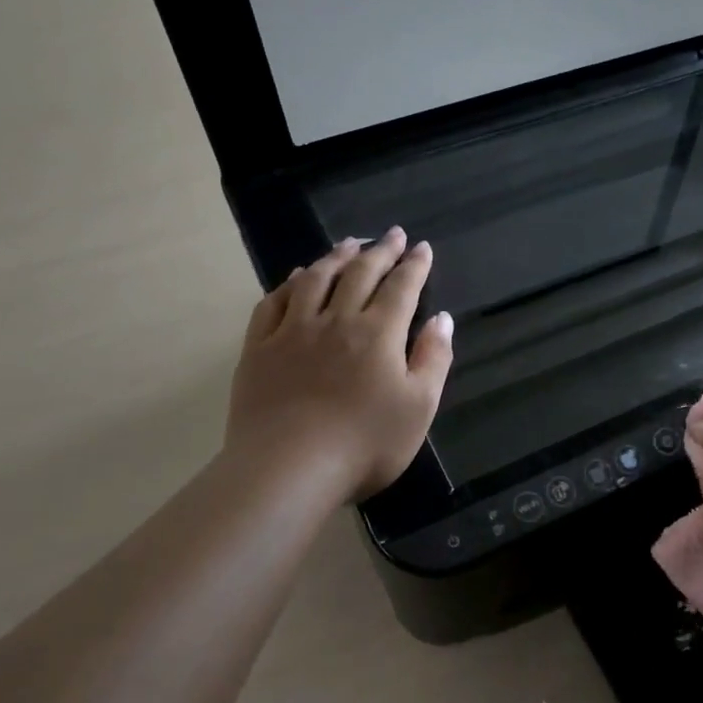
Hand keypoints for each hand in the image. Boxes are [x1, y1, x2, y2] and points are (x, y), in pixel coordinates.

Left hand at [226, 229, 453, 501]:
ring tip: (349, 243)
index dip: (414, 266)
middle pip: (360, 274)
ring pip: (316, 280)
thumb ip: (433, 359)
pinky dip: (290, 283)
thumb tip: (442, 319)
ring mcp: (293, 332)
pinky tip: (298, 276)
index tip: (422, 247)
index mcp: (379, 334)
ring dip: (336, 257)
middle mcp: (337, 320)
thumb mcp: (419, 407)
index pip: (401, 288)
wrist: (289, 468)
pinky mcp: (260, 349)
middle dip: (380, 251)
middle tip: (391, 234)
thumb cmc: (365, 443)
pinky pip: (274, 303)